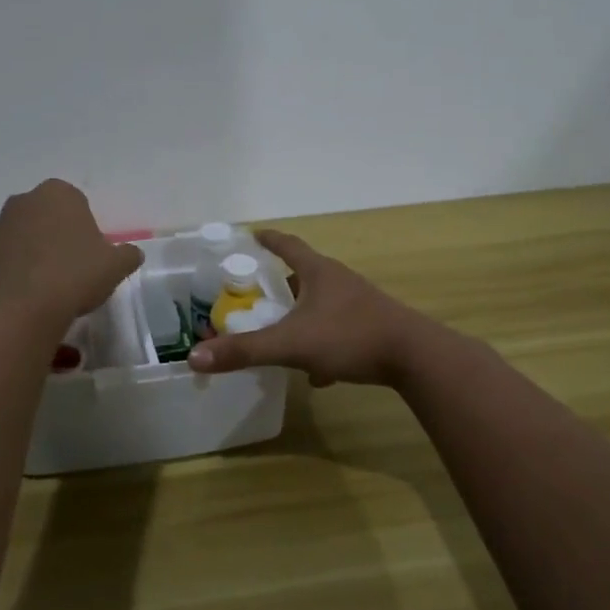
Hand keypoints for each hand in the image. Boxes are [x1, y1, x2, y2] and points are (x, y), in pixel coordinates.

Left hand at [0, 180, 142, 329]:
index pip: (75, 202)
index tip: (91, 254)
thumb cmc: (74, 275)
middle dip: (55, 238)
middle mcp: (22, 203)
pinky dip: (13, 278)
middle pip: (44, 218)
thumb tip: (132, 254)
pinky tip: (27, 302)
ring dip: (32, 257)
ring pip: (21, 240)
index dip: (84, 228)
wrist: (19, 310)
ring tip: (48, 291)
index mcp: (57, 194)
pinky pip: (3, 265)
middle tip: (72, 270)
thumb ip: (126, 255)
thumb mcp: (115, 266)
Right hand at [187, 230, 428, 386]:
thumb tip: (194, 356)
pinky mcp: (373, 327)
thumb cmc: (349, 336)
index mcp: (318, 272)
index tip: (253, 235)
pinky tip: (318, 374)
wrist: (415, 357)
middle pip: (304, 275)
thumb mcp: (291, 344)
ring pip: (321, 304)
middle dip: (280, 284)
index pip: (288, 245)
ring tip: (281, 334)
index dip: (269, 240)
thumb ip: (245, 351)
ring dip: (301, 316)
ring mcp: (359, 304)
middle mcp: (339, 281)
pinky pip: (338, 330)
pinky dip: (322, 345)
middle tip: (257, 295)